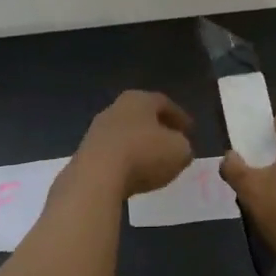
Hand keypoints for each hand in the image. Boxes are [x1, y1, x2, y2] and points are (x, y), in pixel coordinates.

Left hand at [76, 91, 193, 197]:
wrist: (96, 176)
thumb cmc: (143, 154)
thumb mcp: (179, 151)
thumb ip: (184, 146)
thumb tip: (180, 148)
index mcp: (139, 99)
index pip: (164, 103)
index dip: (179, 117)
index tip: (190, 130)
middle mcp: (116, 108)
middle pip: (142, 116)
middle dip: (158, 129)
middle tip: (171, 143)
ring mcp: (97, 130)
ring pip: (125, 134)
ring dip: (139, 146)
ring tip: (153, 162)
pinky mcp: (85, 152)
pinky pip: (112, 153)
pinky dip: (125, 161)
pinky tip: (133, 175)